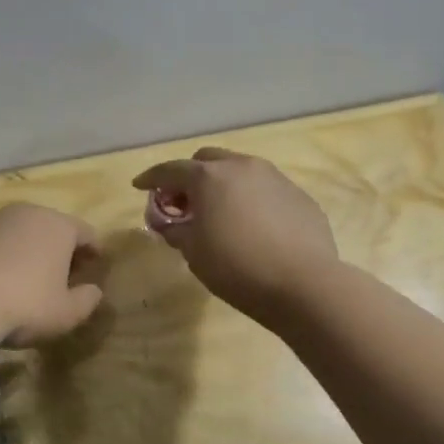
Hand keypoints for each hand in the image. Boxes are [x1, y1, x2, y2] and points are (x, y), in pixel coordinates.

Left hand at [0, 204, 104, 359]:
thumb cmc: (21, 305)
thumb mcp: (64, 314)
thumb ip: (86, 301)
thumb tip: (93, 291)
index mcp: (56, 226)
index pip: (85, 233)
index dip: (93, 251)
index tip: (94, 267)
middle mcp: (23, 214)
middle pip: (49, 228)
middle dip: (57, 249)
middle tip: (60, 275)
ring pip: (14, 233)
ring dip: (22, 251)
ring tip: (21, 280)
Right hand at [132, 147, 337, 325]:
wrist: (304, 284)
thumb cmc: (236, 267)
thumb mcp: (193, 251)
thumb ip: (174, 229)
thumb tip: (167, 221)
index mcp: (209, 177)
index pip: (170, 170)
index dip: (151, 178)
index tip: (139, 186)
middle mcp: (242, 166)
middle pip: (207, 160)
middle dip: (189, 176)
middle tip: (182, 202)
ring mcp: (275, 178)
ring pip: (239, 169)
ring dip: (222, 184)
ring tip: (218, 212)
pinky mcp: (299, 196)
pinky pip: (265, 189)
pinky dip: (249, 198)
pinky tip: (252, 225)